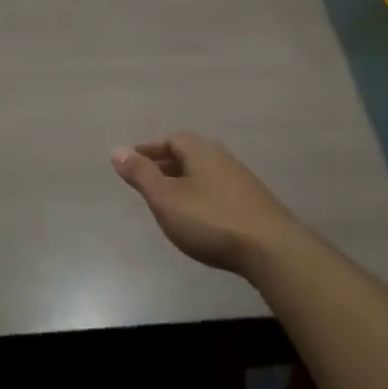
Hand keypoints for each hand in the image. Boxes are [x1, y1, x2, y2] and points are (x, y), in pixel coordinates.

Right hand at [110, 132, 303, 278]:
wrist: (270, 248)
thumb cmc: (210, 219)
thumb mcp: (166, 198)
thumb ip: (141, 175)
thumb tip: (117, 150)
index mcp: (200, 150)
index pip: (171, 139)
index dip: (149, 149)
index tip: (132, 162)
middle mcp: (222, 157)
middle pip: (189, 154)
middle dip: (165, 164)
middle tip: (146, 180)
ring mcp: (241, 180)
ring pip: (204, 172)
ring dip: (184, 181)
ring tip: (168, 200)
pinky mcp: (253, 202)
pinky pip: (217, 189)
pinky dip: (200, 195)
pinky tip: (197, 216)